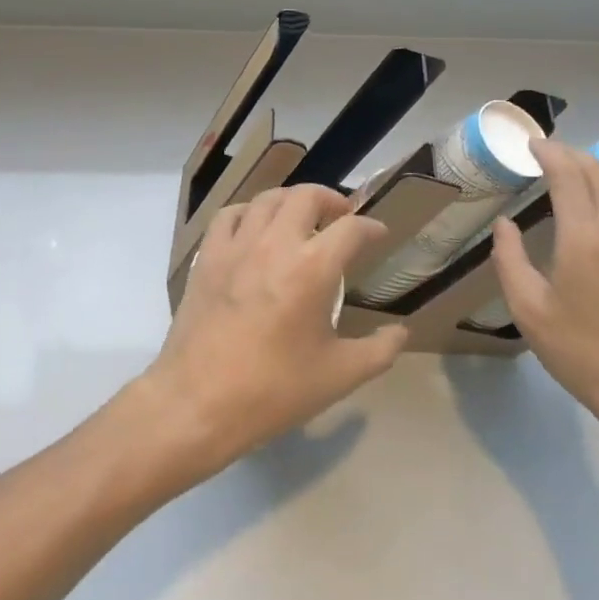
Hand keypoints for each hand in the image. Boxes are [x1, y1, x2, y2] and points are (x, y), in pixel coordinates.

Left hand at [138, 186, 407, 483]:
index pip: (351, 228)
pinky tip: (256, 228)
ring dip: (291, 202)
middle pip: (307, 196)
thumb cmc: (273, 390)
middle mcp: (276, 243)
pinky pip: (230, 215)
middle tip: (340, 219)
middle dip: (331, 200)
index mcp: (313, 268)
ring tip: (301, 219)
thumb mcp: (339, 377)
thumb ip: (378, 351)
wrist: (198, 403)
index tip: (378, 234)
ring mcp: (237, 245)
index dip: (370, 227)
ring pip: (268, 199)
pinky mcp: (208, 256)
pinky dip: (250, 212)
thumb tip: (400, 332)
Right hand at [489, 139, 598, 443]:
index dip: (549, 153)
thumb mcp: (528, 308)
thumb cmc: (578, 349)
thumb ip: (510, 259)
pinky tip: (588, 211)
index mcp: (584, 238)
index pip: (569, 176)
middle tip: (544, 152)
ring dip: (590, 172)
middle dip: (571, 154)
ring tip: (563, 176)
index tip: (530, 144)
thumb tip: (505, 224)